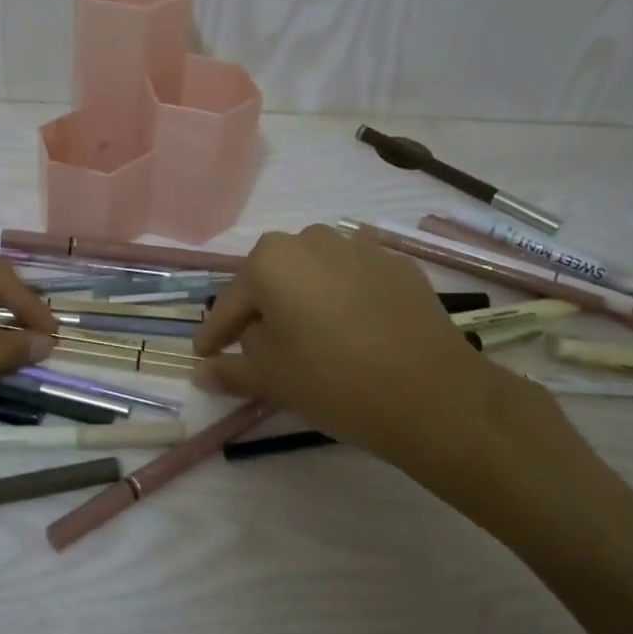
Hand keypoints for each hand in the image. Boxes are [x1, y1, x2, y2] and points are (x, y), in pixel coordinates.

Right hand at [191, 224, 593, 532]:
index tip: (206, 354)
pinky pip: (355, 277)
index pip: (231, 303)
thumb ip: (230, 369)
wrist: (432, 393)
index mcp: (271, 261)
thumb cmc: (333, 381)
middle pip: (273, 279)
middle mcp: (311, 240)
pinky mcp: (398, 263)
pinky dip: (344, 297)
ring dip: (305, 299)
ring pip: (315, 273)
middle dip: (262, 312)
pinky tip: (353, 328)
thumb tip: (201, 372)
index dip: (215, 334)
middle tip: (262, 350)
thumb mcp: (271, 379)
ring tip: (311, 338)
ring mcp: (359, 246)